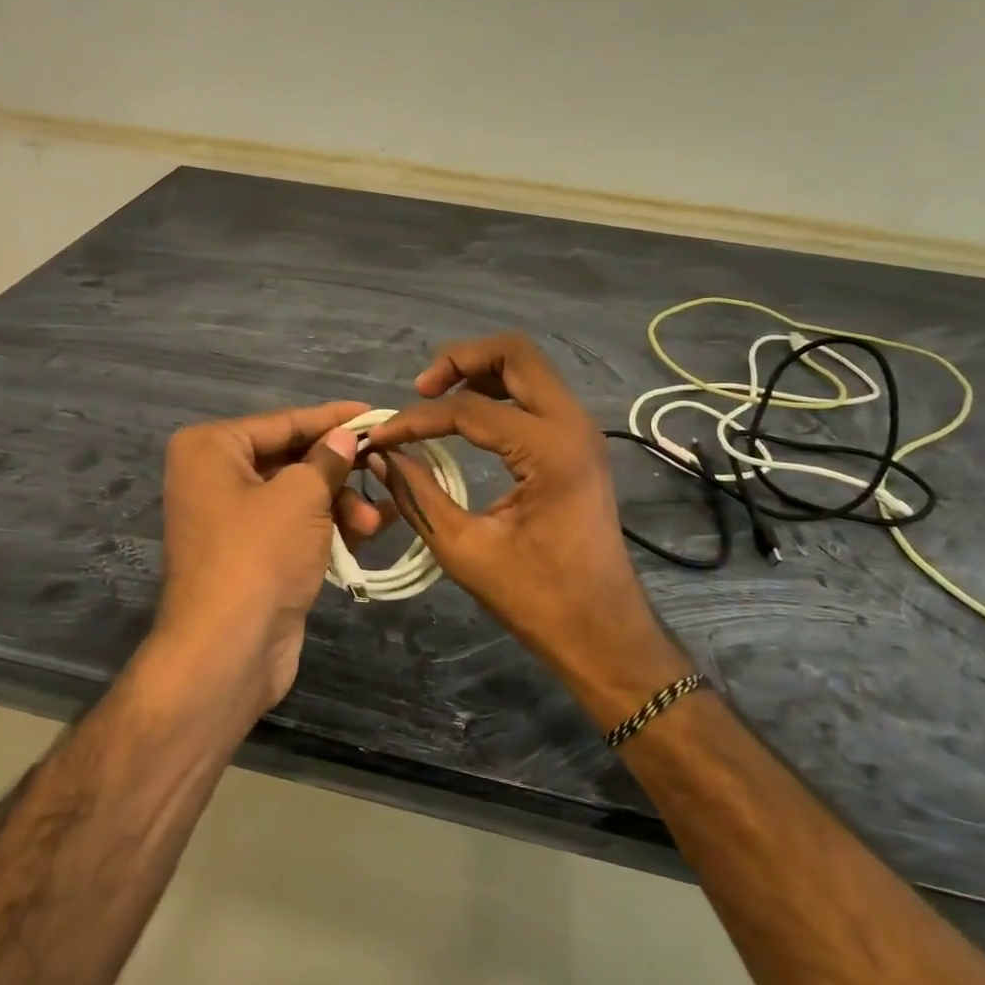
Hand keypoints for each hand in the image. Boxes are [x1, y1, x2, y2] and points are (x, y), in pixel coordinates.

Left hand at [154, 401, 388, 718]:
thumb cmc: (259, 554)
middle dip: (340, 472)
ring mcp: (230, 519)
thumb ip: (327, 459)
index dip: (332, 418)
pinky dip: (327, 529)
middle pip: (291, 459)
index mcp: (212, 449)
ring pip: (297, 496)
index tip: (376, 412)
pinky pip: (295, 527)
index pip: (283, 422)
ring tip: (373, 525)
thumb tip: (345, 436)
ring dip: (339, 506)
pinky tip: (364, 537)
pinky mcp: (250, 555)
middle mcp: (214, 477)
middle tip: (384, 470)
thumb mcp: (301, 496)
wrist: (227, 652)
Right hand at [362, 334, 690, 719]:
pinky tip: (468, 418)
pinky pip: (536, 395)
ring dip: (480, 371)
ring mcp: (581, 430)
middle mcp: (571, 424)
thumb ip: (418, 493)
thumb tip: (382, 457)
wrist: (603, 632)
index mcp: (549, 450)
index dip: (416, 419)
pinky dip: (499, 393)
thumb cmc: (537, 598)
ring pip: (528, 368)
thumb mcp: (464, 548)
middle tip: (421, 390)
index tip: (380, 438)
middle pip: (514, 353)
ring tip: (438, 399)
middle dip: (459, 360)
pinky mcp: (578, 443)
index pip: (468, 409)